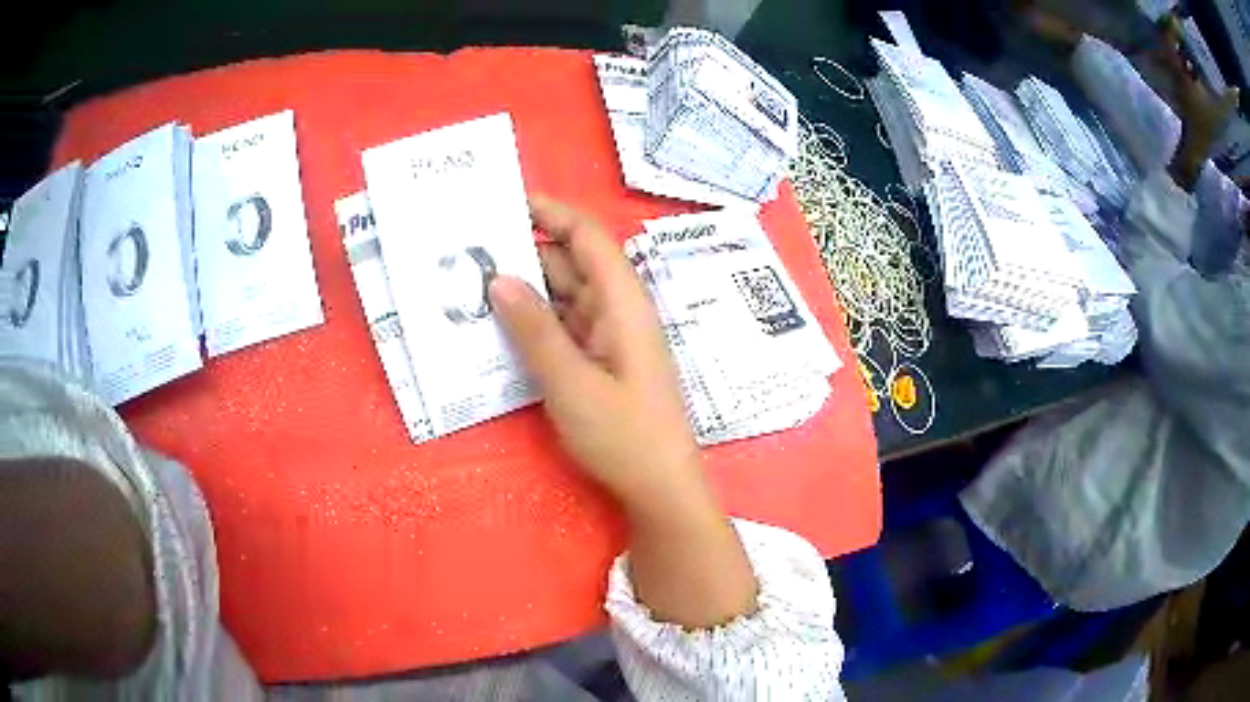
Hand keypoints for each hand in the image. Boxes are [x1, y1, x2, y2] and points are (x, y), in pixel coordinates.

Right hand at [490, 195, 758, 627]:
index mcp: (622, 302)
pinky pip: (561, 328)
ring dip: (522, 292)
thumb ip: (535, 330)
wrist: (660, 488)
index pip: (586, 236)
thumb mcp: (572, 383)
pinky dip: (532, 324)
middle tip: (466, 251)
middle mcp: (616, 310)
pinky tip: (496, 327)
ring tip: (468, 286)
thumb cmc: (624, 436)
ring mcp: (607, 336)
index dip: (549, 212)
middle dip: (522, 254)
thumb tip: (498, 278)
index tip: (503, 202)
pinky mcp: (597, 361)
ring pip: (561, 297)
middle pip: (569, 264)